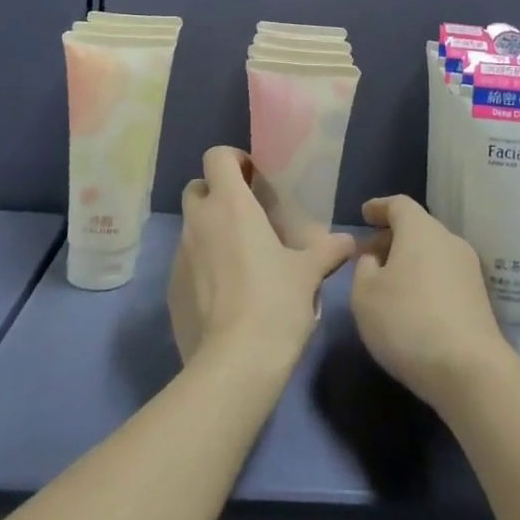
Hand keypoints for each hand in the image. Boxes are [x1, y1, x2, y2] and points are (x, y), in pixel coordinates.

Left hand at [169, 146, 354, 369]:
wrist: (234, 363)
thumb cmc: (275, 302)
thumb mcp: (309, 273)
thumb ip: (327, 250)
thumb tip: (348, 242)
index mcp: (230, 205)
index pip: (217, 156)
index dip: (234, 160)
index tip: (255, 179)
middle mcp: (199, 222)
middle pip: (197, 187)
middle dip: (218, 193)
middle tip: (247, 214)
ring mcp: (180, 256)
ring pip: (191, 226)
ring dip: (210, 230)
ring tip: (241, 256)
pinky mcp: (171, 289)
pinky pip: (186, 262)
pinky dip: (202, 265)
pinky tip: (227, 292)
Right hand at [349, 195, 515, 408]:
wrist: (469, 369)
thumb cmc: (407, 321)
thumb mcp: (365, 295)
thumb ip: (363, 268)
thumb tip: (375, 258)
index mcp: (420, 230)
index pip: (399, 205)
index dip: (379, 207)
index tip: (365, 214)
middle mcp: (449, 240)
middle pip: (418, 227)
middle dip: (392, 237)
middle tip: (369, 255)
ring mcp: (469, 268)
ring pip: (433, 252)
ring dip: (410, 260)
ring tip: (389, 282)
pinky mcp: (479, 296)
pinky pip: (445, 274)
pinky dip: (426, 278)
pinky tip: (413, 303)